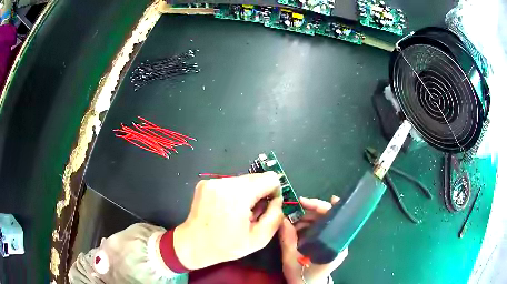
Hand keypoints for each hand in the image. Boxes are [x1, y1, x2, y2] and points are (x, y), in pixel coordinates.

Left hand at [174, 172, 283, 269]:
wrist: (193, 244)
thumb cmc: (226, 246)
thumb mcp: (259, 238)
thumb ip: (275, 216)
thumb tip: (277, 199)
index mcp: (238, 194)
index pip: (270, 178)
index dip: (274, 192)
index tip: (267, 207)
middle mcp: (224, 181)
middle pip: (256, 177)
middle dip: (260, 193)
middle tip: (252, 213)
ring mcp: (212, 181)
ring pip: (243, 180)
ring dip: (247, 194)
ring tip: (238, 213)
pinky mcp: (205, 182)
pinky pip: (229, 183)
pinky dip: (234, 193)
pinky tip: (227, 209)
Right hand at [279, 196, 348, 283]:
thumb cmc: (302, 276)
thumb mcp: (291, 258)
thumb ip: (287, 238)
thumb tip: (282, 218)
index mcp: (335, 244)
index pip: (334, 218)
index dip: (322, 206)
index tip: (307, 201)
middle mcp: (339, 241)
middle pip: (328, 218)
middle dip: (310, 213)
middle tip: (293, 211)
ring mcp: (334, 243)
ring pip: (323, 223)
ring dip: (308, 219)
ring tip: (292, 222)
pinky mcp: (329, 245)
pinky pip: (321, 230)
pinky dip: (309, 227)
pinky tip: (297, 229)